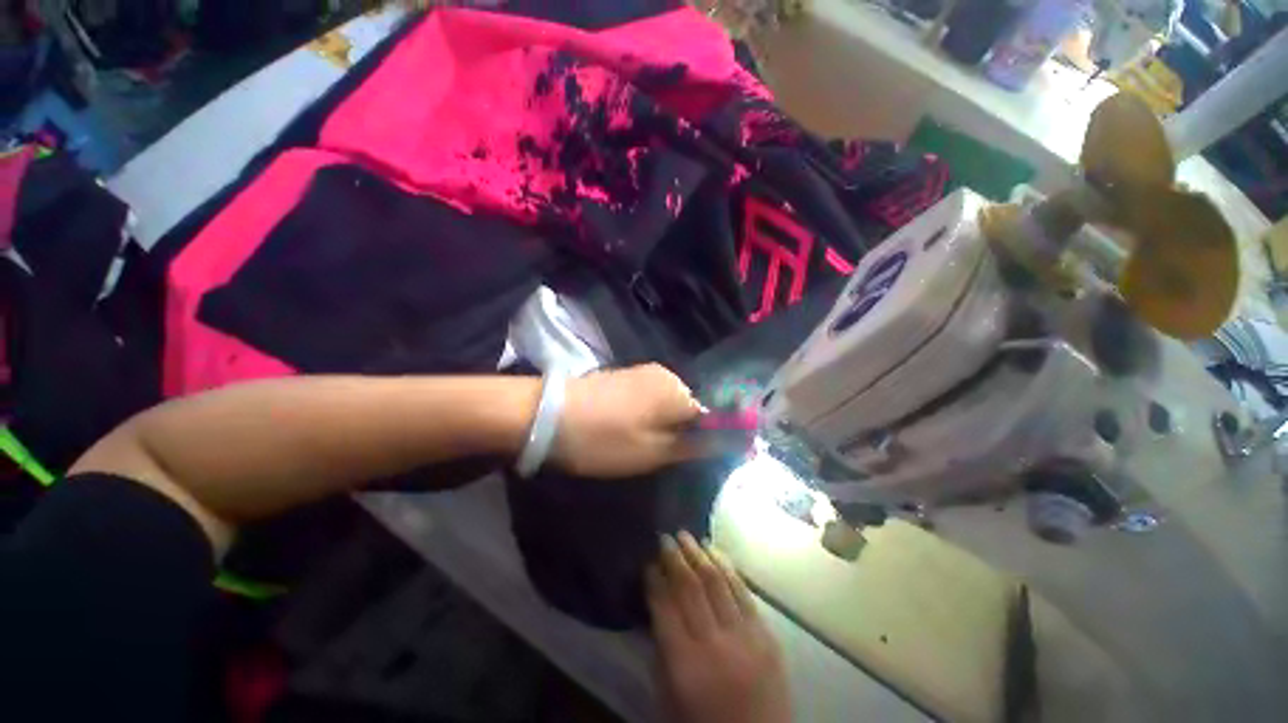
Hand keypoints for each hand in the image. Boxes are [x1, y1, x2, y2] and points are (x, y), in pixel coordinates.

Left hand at [550, 363, 704, 477]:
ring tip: (638, 445)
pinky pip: (647, 398)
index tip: (687, 460)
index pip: (708, 416)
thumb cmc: (606, 438)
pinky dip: (644, 415)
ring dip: (660, 424)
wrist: (549, 416)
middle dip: (679, 432)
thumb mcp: (653, 452)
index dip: (702, 440)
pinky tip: (625, 428)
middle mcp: (665, 374)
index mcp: (678, 390)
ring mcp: (642, 372)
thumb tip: (730, 441)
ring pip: (665, 404)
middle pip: (686, 408)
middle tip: (657, 456)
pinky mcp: (623, 375)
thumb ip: (693, 446)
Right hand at [648, 531, 790, 722]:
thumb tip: (657, 604)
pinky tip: (716, 551)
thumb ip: (661, 650)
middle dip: (675, 557)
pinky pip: (743, 591)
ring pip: (718, 581)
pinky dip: (728, 567)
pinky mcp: (766, 634)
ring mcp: (745, 636)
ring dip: (700, 554)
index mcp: (685, 664)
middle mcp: (715, 644)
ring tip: (688, 536)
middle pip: (691, 587)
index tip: (648, 561)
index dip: (654, 579)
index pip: (664, 607)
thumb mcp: (668, 697)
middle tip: (665, 537)